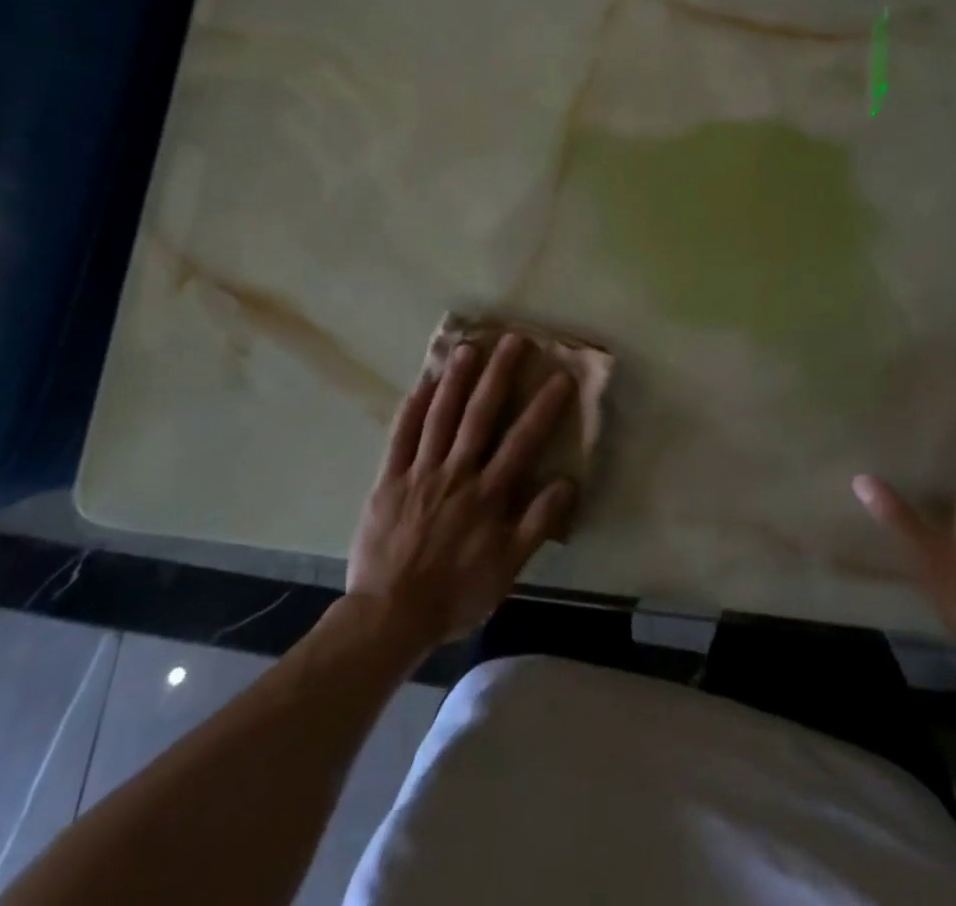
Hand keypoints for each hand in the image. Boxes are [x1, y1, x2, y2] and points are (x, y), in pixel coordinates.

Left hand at [348, 334, 577, 652]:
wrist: (390, 616)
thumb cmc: (455, 594)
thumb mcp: (507, 569)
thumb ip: (537, 524)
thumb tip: (567, 482)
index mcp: (488, 495)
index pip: (522, 441)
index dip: (543, 407)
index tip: (560, 376)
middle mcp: (456, 473)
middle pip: (480, 415)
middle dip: (499, 375)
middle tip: (513, 340)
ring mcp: (419, 473)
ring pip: (440, 416)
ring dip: (456, 380)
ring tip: (468, 347)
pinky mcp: (388, 480)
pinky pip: (400, 437)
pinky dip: (412, 408)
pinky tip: (422, 383)